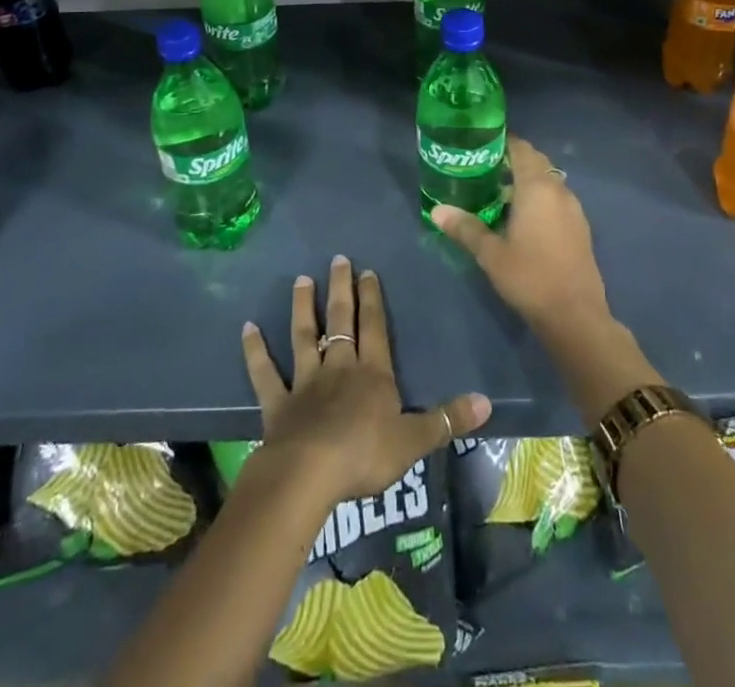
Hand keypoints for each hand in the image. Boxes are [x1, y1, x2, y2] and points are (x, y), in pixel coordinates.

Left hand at [241, 256, 489, 507]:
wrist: (310, 474)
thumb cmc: (365, 455)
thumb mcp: (415, 441)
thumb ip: (447, 419)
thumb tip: (487, 401)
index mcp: (372, 374)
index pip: (374, 327)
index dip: (372, 298)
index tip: (367, 270)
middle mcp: (338, 368)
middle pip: (340, 321)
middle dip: (340, 289)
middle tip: (336, 259)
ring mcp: (305, 382)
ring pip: (303, 336)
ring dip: (302, 308)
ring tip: (300, 280)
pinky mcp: (278, 403)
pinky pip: (265, 373)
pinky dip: (255, 351)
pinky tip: (247, 329)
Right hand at [431, 137, 612, 341]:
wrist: (575, 316)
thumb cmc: (530, 277)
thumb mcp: (491, 254)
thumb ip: (465, 228)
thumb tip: (436, 210)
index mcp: (537, 188)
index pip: (521, 149)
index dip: (503, 142)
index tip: (480, 144)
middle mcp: (559, 190)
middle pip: (536, 162)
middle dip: (512, 160)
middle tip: (483, 168)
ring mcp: (573, 209)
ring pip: (548, 181)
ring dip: (527, 180)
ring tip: (498, 192)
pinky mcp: (580, 228)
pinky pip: (556, 199)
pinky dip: (539, 198)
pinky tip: (522, 218)